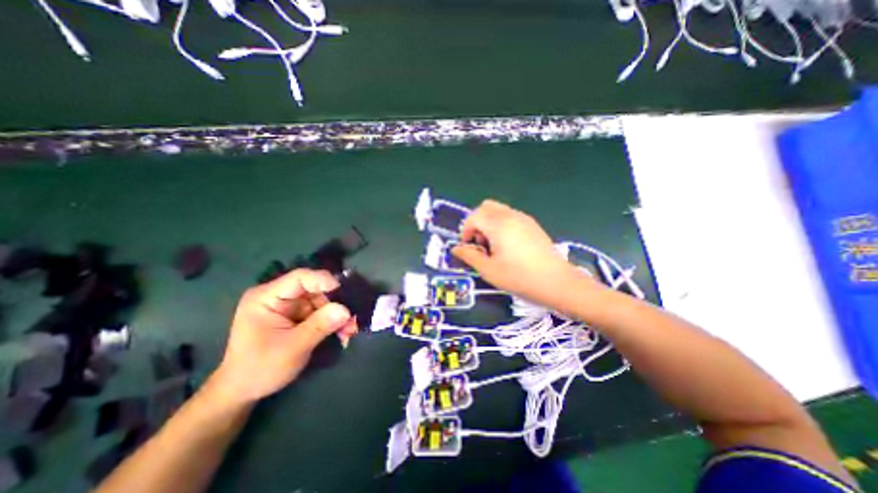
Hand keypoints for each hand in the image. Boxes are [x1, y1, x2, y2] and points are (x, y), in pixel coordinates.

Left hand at [207, 270, 355, 404]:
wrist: (243, 391)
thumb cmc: (260, 369)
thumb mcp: (292, 348)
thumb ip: (319, 326)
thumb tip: (346, 310)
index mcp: (267, 297)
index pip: (300, 278)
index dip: (324, 281)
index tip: (346, 291)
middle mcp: (279, 296)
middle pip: (315, 290)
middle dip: (335, 304)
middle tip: (352, 320)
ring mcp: (289, 305)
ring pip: (322, 301)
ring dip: (337, 315)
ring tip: (349, 332)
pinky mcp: (297, 315)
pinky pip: (320, 312)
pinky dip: (332, 321)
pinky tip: (342, 333)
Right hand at [452, 200, 589, 307]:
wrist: (556, 282)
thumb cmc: (519, 277)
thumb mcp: (489, 270)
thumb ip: (469, 256)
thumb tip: (456, 249)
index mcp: (498, 225)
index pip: (474, 216)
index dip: (466, 230)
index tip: (468, 247)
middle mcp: (510, 216)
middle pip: (485, 207)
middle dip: (477, 222)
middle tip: (480, 243)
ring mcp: (524, 218)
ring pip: (498, 210)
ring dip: (489, 223)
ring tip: (494, 246)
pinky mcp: (532, 225)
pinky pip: (510, 216)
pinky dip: (501, 224)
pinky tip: (508, 246)